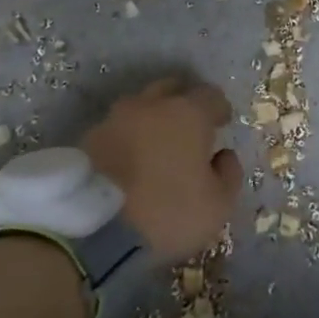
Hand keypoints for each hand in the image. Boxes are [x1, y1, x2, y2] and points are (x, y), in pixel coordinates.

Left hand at [82, 79, 243, 259]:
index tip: (222, 124)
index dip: (219, 108)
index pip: (210, 95)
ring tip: (157, 144)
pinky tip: (130, 159)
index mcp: (188, 113)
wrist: (94, 228)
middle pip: (173, 89)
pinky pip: (117, 127)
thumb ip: (229, 174)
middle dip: (184, 102)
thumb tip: (223, 155)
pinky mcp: (89, 137)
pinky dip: (128, 136)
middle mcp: (151, 104)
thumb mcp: (217, 205)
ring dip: (152, 118)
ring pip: (141, 106)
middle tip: (190, 128)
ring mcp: (116, 117)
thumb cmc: (167, 212)